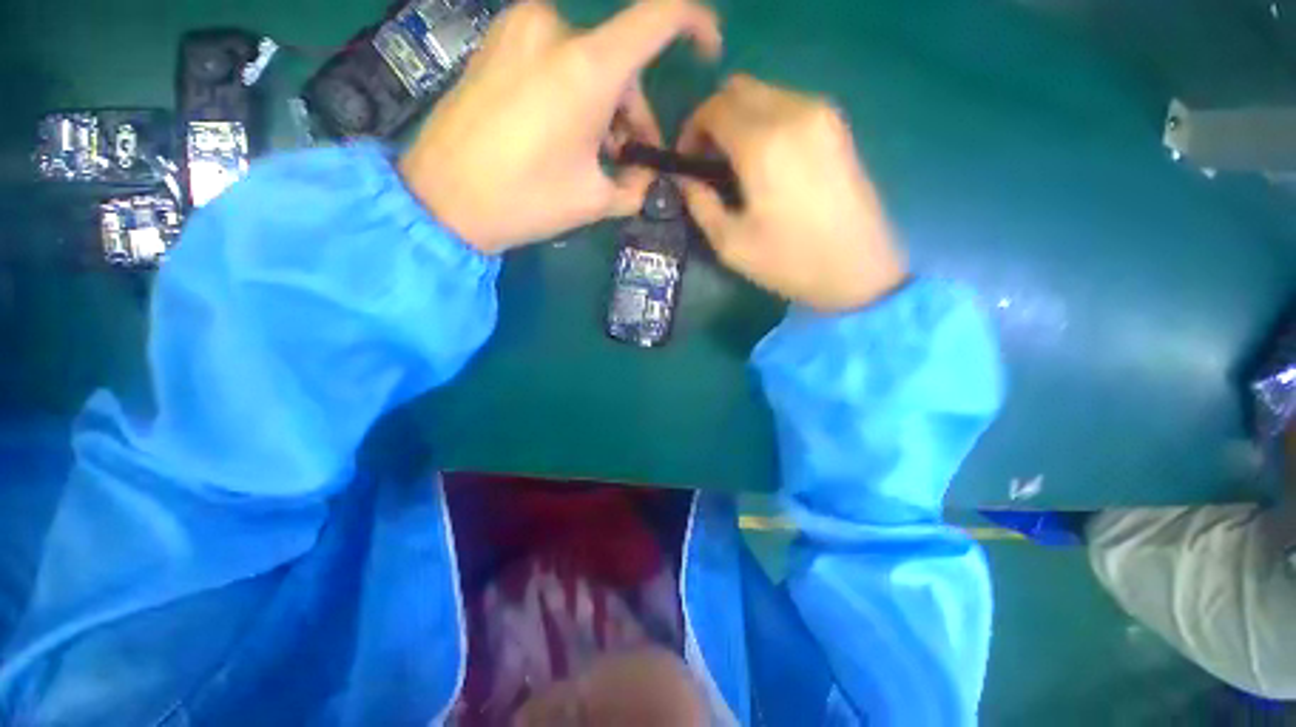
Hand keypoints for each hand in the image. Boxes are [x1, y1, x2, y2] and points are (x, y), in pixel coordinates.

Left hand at [399, 0, 720, 253]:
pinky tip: (564, 133)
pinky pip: (556, 58)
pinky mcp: (497, 42)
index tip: (708, 50)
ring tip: (594, 155)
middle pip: (621, 60)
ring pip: (588, 62)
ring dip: (604, 106)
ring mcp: (519, 29)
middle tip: (630, 158)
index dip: (696, 24)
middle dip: (634, 111)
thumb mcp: (594, 200)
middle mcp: (555, 29)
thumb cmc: (526, 201)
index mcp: (588, 67)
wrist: (443, 199)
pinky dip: (574, 92)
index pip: (660, 15)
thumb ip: (635, 185)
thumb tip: (650, 177)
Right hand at [677, 75, 906, 311]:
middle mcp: (793, 113)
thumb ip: (700, 204)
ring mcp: (821, 114)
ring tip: (737, 162)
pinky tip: (767, 159)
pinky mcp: (838, 125)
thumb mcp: (731, 244)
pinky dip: (767, 120)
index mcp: (762, 143)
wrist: (858, 269)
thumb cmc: (789, 261)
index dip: (691, 129)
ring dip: (741, 118)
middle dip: (714, 118)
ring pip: (765, 93)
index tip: (687, 161)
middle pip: (738, 89)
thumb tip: (684, 179)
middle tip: (708, 159)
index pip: (713, 109)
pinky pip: (790, 103)